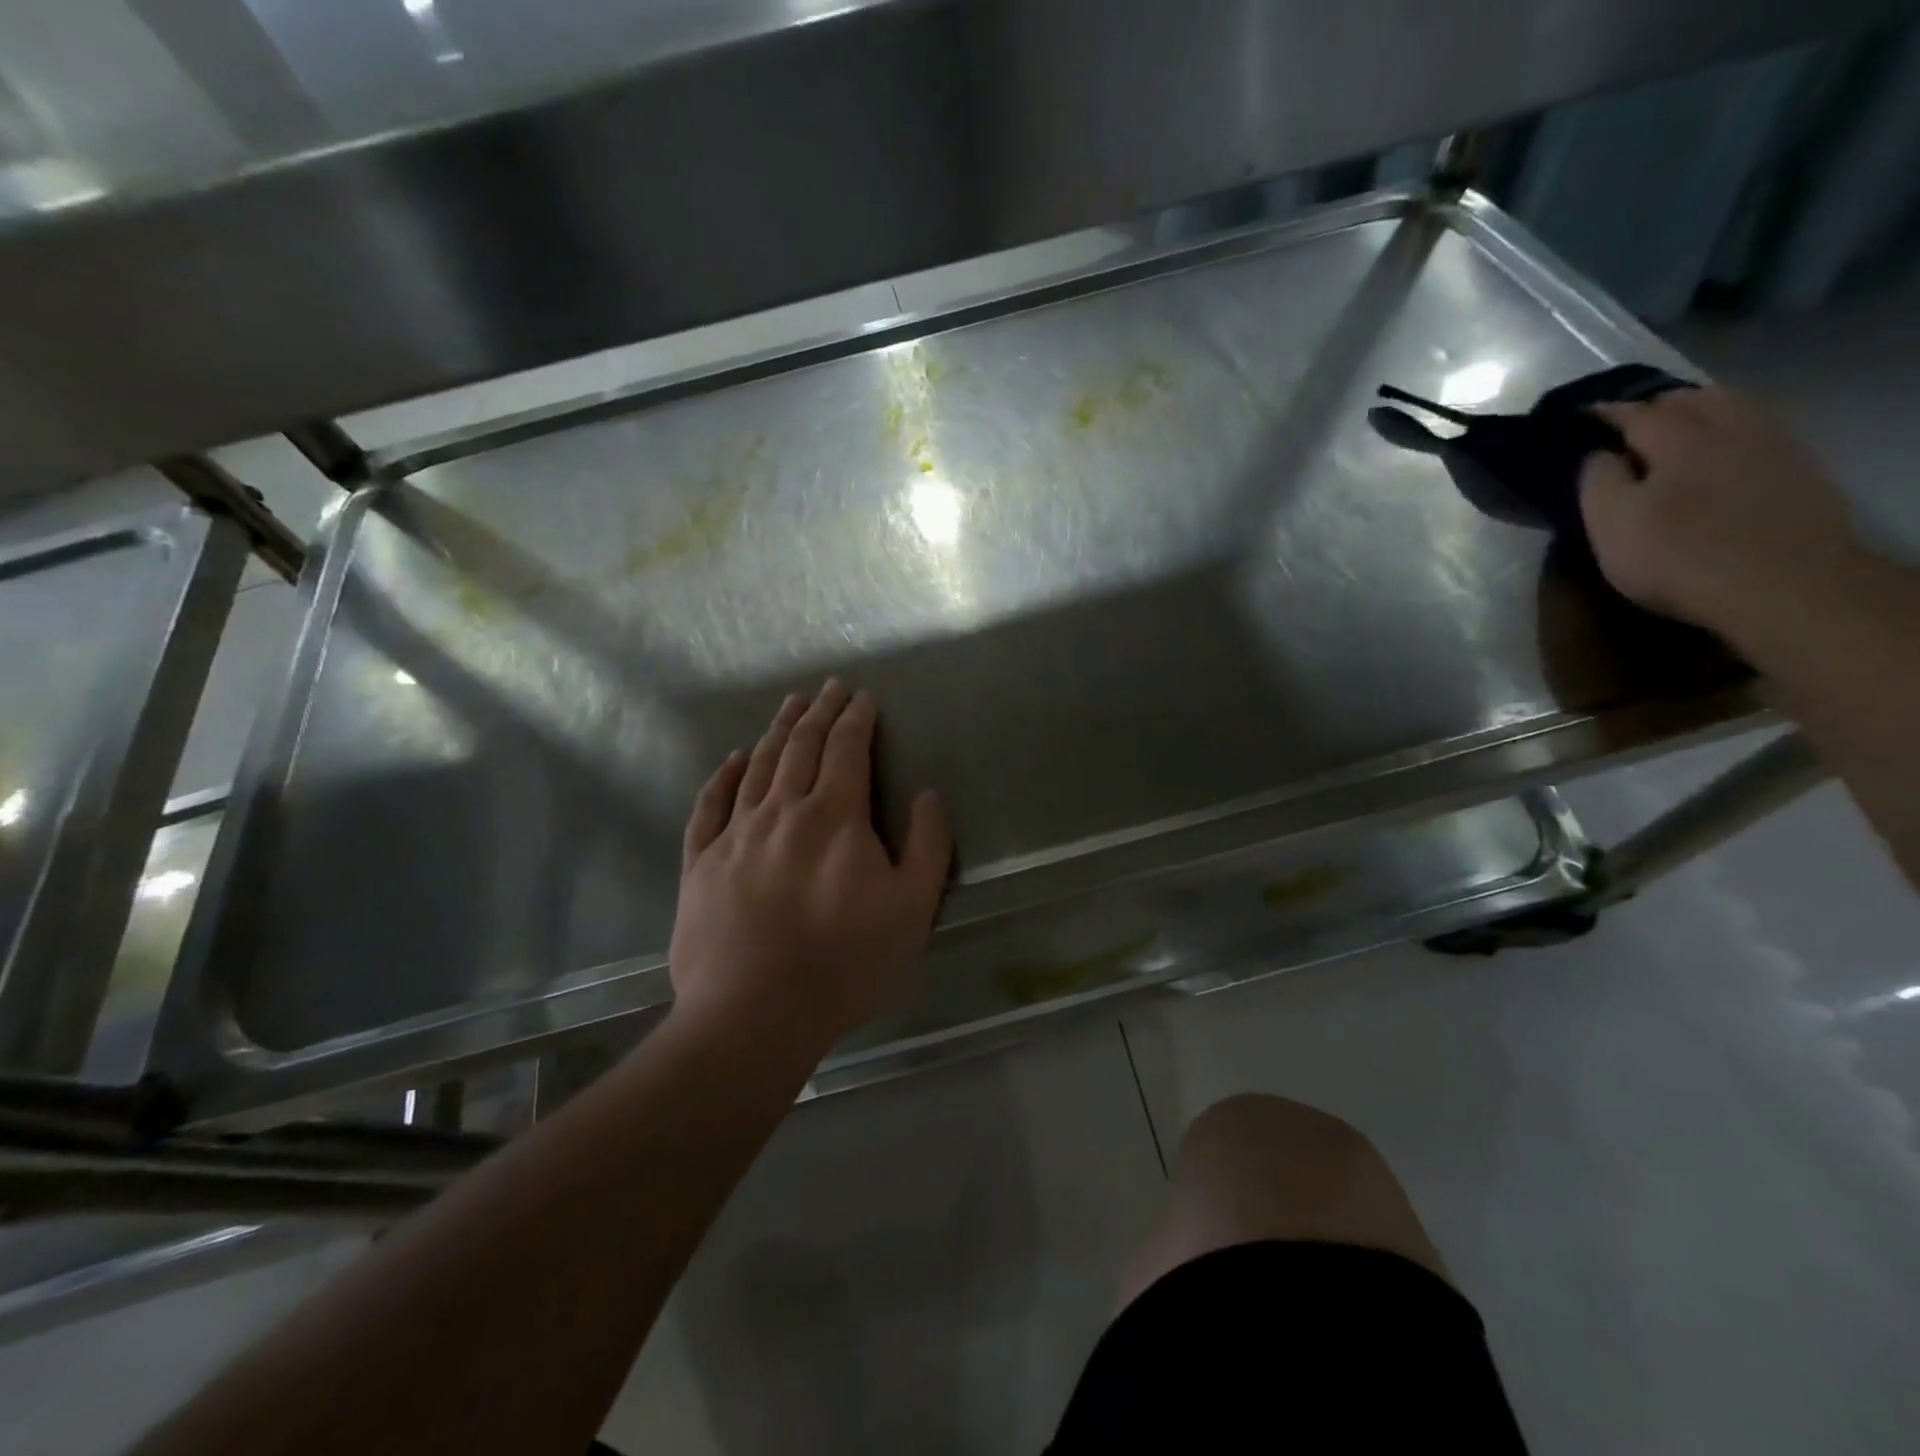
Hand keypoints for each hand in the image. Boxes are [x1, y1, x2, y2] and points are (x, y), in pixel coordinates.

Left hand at [669, 680, 951, 1052]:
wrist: (754, 1013)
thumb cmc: (845, 963)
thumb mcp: (912, 909)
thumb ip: (927, 846)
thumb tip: (927, 795)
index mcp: (834, 817)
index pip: (847, 750)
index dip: (856, 719)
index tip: (862, 697)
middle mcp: (782, 811)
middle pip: (801, 747)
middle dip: (819, 712)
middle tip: (828, 688)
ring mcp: (735, 834)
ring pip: (758, 766)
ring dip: (778, 731)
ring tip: (790, 705)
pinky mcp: (701, 863)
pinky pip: (710, 806)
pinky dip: (723, 777)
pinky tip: (733, 760)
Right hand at [1579, 386, 1857, 639]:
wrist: (1781, 585)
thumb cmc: (1676, 556)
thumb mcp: (1610, 524)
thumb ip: (1597, 481)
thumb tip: (1596, 454)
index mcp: (1679, 439)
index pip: (1636, 413)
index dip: (1605, 413)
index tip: (1582, 417)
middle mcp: (1731, 430)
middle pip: (1696, 399)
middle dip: (1660, 405)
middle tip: (1631, 424)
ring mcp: (1775, 448)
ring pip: (1736, 410)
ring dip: (1704, 413)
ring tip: (1679, 432)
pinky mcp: (1801, 473)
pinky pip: (1762, 434)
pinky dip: (1735, 433)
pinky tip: (1724, 454)